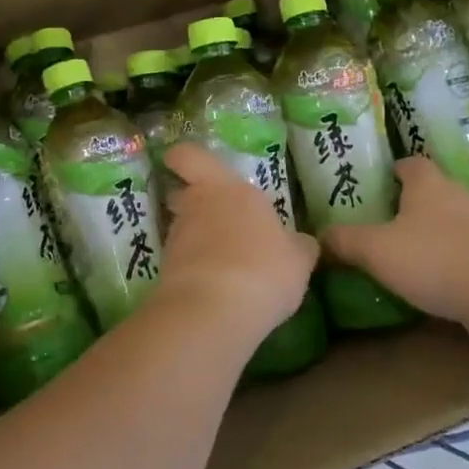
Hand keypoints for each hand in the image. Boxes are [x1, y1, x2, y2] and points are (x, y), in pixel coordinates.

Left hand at [152, 143, 317, 341]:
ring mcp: (176, 238)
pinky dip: (196, 268)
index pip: (190, 156)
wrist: (212, 311)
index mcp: (227, 188)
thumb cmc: (263, 269)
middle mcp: (196, 205)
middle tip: (216, 217)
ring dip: (198, 239)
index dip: (183, 157)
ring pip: (183, 228)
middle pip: (183, 193)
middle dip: (193, 202)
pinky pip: (183, 261)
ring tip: (226, 262)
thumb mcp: (298, 259)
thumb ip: (297, 245)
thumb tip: (301, 243)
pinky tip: (218, 287)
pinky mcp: (166, 270)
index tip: (180, 162)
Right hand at [324, 156, 468, 324]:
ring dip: (431, 227)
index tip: (378, 182)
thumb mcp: (376, 250)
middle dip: (410, 200)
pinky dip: (449, 251)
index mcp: (427, 183)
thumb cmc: (433, 258)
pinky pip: (465, 242)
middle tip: (384, 218)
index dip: (394, 169)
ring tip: (407, 248)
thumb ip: (345, 241)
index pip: (411, 163)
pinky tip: (435, 272)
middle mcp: (456, 193)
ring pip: (449, 215)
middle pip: (431, 188)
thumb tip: (319, 237)